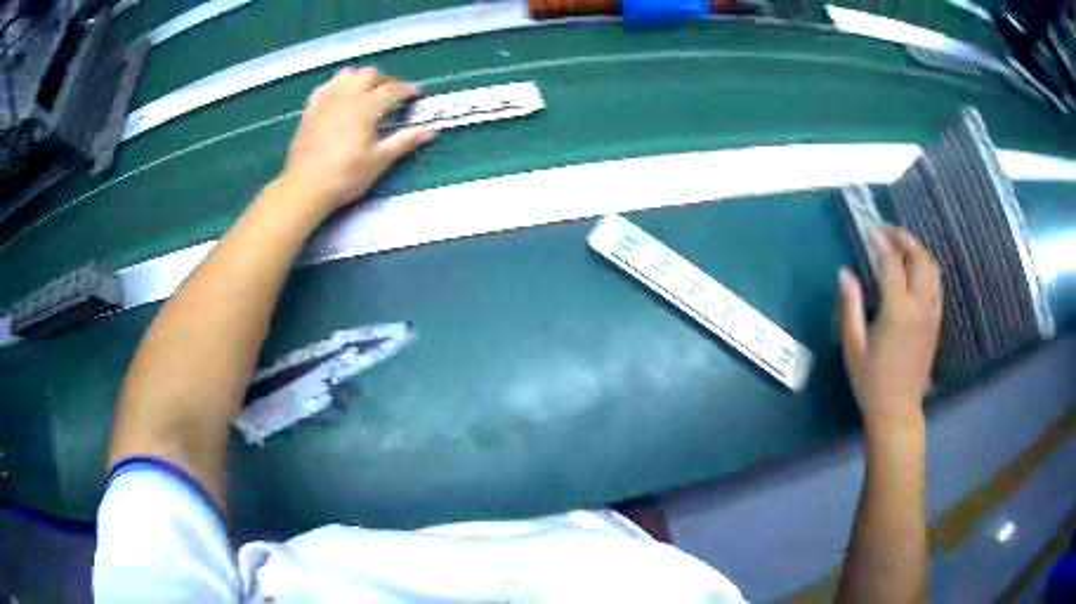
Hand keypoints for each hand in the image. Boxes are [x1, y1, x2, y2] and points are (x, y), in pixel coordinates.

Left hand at [279, 67, 433, 214]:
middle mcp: (346, 97)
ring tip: (366, 91)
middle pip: (369, 75)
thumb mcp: (379, 161)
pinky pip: (326, 86)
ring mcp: (325, 101)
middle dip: (385, 80)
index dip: (407, 89)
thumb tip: (429, 131)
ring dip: (360, 78)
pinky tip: (339, 97)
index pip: (392, 89)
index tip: (416, 94)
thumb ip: (404, 142)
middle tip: (393, 94)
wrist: (306, 187)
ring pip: (346, 75)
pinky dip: (337, 86)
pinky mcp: (310, 110)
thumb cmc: (345, 176)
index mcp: (366, 107)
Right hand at [839, 227, 942, 434]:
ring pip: (932, 270)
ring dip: (918, 251)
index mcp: (898, 311)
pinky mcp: (936, 323)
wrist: (898, 412)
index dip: (881, 242)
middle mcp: (920, 306)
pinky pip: (936, 285)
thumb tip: (845, 273)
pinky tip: (914, 272)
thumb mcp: (853, 346)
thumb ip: (850, 305)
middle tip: (887, 233)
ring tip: (901, 247)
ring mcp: (931, 314)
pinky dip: (926, 269)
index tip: (869, 230)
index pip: (892, 263)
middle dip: (904, 239)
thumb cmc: (871, 382)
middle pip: (920, 259)